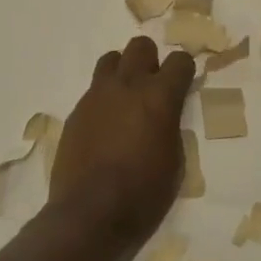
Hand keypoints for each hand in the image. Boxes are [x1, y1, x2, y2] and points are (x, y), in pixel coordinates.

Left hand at [47, 36, 195, 247]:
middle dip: (151, 61)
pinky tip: (105, 125)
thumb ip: (170, 125)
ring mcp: (97, 95)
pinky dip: (103, 99)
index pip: (180, 61)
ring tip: (125, 99)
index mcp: (159, 97)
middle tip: (152, 87)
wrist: (89, 213)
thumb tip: (164, 114)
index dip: (185, 70)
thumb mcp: (175, 161)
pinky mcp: (76, 111)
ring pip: (111, 60)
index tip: (184, 84)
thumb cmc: (143, 194)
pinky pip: (93, 90)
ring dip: (123, 72)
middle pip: (141, 46)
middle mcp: (127, 85)